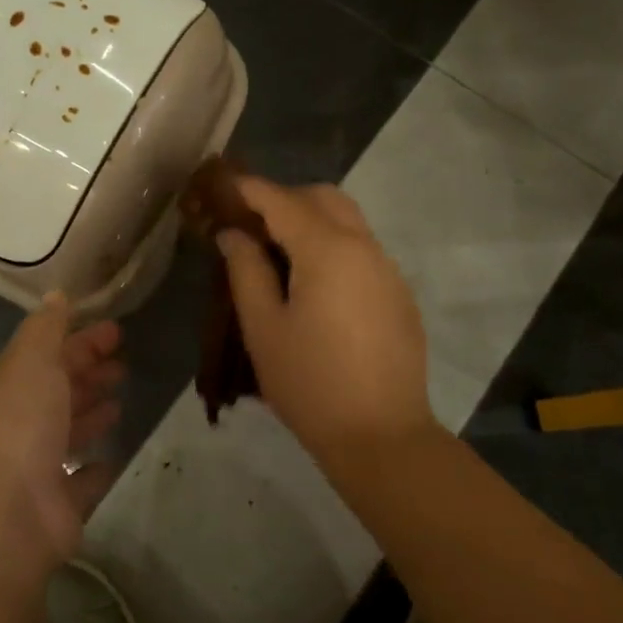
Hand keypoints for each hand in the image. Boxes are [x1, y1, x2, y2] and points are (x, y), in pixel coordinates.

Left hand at [0, 293, 123, 573]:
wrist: (3, 519)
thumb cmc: (18, 426)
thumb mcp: (30, 361)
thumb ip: (46, 328)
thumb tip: (56, 294)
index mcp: (9, 386)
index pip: (48, 353)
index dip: (81, 339)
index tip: (117, 330)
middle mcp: (19, 423)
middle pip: (58, 390)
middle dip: (88, 373)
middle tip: (124, 364)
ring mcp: (37, 466)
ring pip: (69, 431)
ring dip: (92, 413)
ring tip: (120, 401)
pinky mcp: (58, 504)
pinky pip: (82, 478)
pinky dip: (96, 466)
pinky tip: (113, 455)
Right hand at [216, 176, 431, 462]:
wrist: (382, 437)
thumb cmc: (310, 383)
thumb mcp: (263, 327)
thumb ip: (246, 270)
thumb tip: (234, 234)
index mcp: (327, 250)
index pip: (282, 200)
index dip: (249, 189)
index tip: (222, 185)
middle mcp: (364, 247)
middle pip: (323, 198)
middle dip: (285, 198)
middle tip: (251, 223)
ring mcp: (387, 269)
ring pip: (348, 221)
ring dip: (312, 221)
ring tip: (278, 254)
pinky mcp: (399, 294)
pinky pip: (362, 249)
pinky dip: (333, 246)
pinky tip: (314, 285)